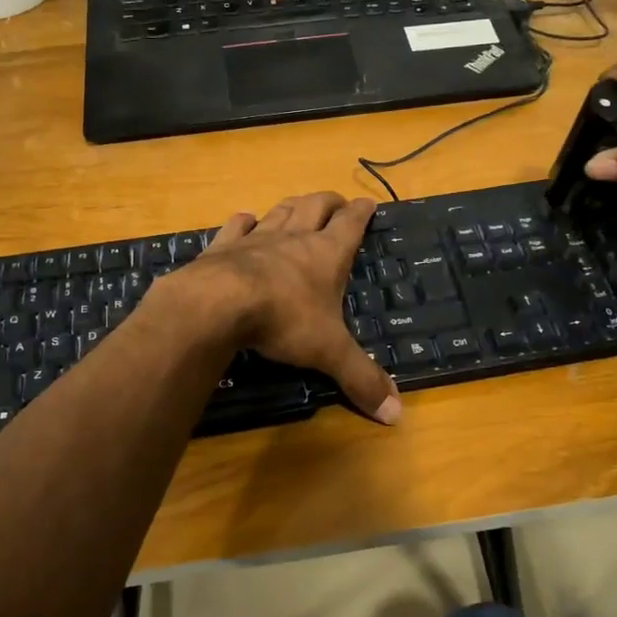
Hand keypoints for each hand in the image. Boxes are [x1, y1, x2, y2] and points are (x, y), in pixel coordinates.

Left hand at [178, 192, 401, 423]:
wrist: (218, 303)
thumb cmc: (284, 320)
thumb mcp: (329, 352)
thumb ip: (361, 379)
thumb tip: (397, 414)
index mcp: (327, 254)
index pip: (351, 224)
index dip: (362, 212)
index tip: (369, 202)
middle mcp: (294, 238)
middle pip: (315, 206)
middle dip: (329, 202)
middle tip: (337, 202)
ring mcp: (257, 238)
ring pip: (280, 211)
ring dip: (293, 206)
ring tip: (299, 205)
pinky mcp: (223, 247)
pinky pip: (237, 226)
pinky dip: (245, 221)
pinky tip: (246, 220)